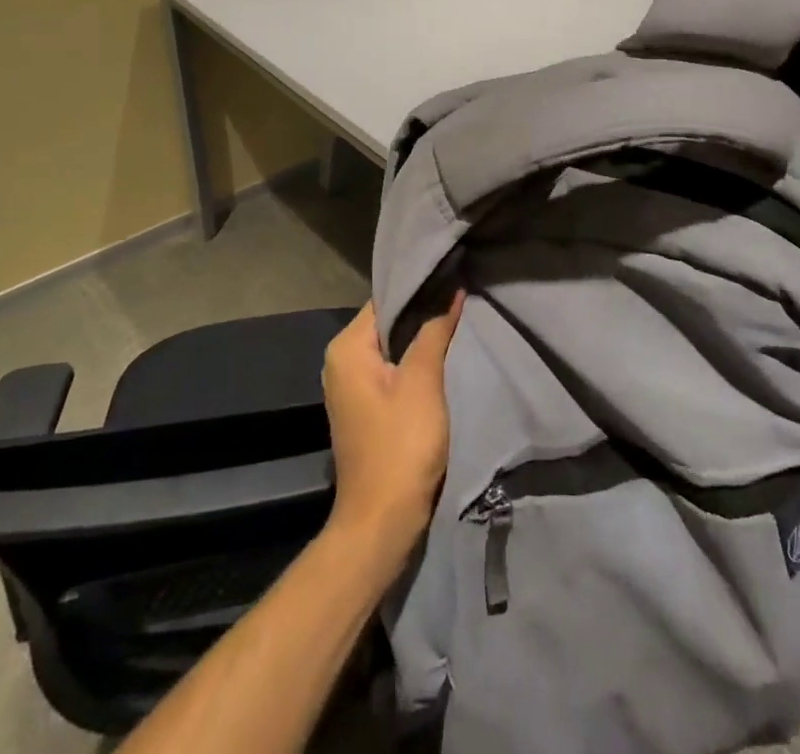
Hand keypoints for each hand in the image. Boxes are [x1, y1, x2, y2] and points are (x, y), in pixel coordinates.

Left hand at [321, 295, 463, 558]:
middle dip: (422, 314)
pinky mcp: (363, 407)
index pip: (385, 300)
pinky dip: (412, 364)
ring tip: (455, 324)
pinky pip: (389, 370)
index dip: (419, 290)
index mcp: (347, 347)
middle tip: (459, 300)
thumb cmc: (401, 445)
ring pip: (390, 347)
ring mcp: (350, 386)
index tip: (451, 279)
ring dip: (419, 340)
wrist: (382, 521)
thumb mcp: (423, 382)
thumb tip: (451, 292)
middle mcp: (340, 361)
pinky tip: (440, 359)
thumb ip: (435, 332)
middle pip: (387, 322)